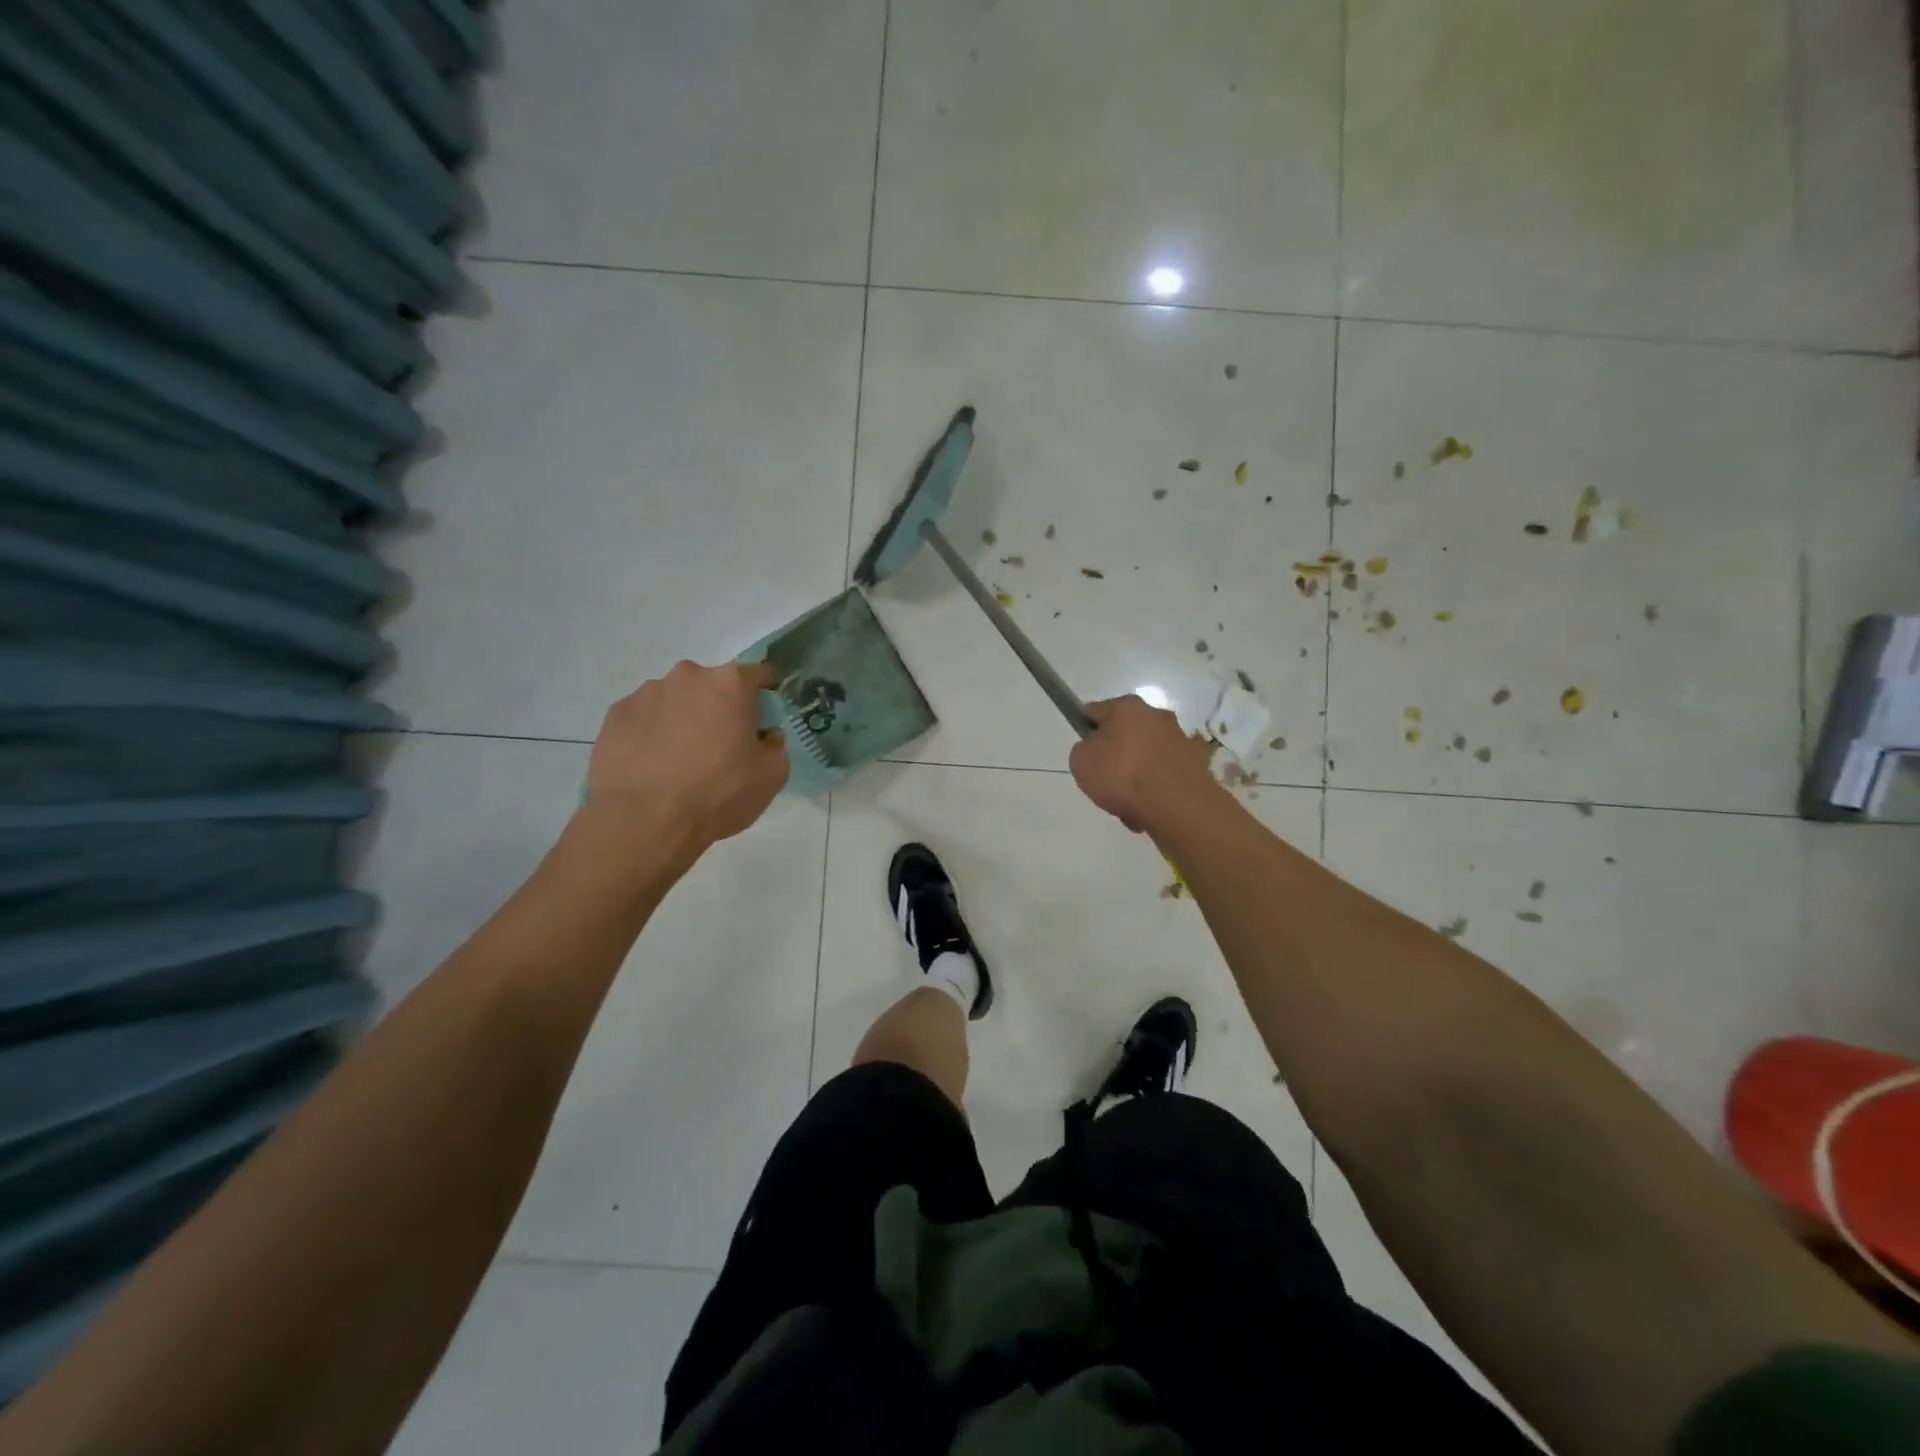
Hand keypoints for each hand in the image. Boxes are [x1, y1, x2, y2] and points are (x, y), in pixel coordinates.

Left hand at [585, 660, 788, 845]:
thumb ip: (775, 745)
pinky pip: (644, 718)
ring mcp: (646, 692)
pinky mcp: (615, 714)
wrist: (644, 821)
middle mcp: (687, 676)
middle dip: (719, 709)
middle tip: (720, 747)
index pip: (759, 675)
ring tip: (679, 761)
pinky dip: (652, 733)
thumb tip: (764, 736)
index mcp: (730, 683)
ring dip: (683, 719)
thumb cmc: (718, 793)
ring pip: (675, 700)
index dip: (765, 697)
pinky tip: (651, 766)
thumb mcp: (772, 775)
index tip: (763, 722)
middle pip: (713, 686)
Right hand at [1069, 695, 1224, 833]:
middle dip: (1115, 754)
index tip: (1083, 750)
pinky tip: (1147, 808)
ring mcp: (1179, 739)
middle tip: (1105, 780)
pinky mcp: (1194, 763)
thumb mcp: (1081, 762)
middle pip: (1124, 733)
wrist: (1177, 806)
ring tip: (1127, 802)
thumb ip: (1083, 749)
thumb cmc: (1123, 776)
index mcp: (1127, 707)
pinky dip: (1154, 788)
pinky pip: (1162, 774)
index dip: (1085, 729)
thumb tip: (1096, 749)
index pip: (1095, 711)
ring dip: (1135, 774)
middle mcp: (1156, 715)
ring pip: (1145, 756)